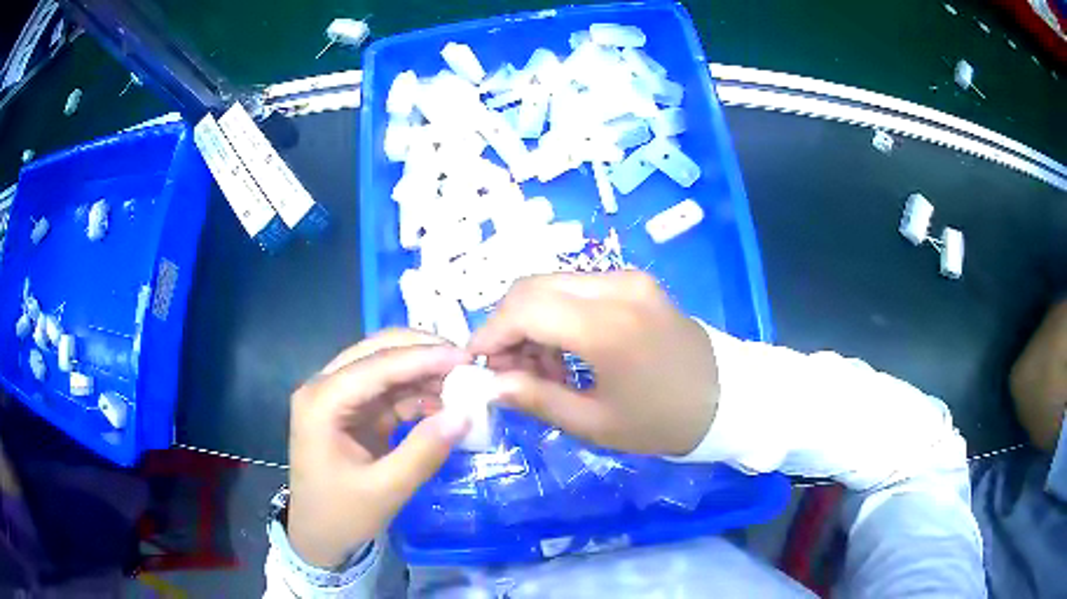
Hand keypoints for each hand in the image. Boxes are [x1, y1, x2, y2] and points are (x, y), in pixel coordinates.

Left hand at [287, 330, 469, 568]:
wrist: (318, 537)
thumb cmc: (341, 516)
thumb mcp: (384, 491)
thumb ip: (423, 452)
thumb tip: (464, 416)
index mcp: (321, 403)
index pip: (375, 366)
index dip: (421, 358)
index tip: (465, 358)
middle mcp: (325, 388)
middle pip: (376, 352)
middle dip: (422, 352)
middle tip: (466, 361)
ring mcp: (338, 397)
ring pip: (384, 367)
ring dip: (422, 372)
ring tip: (463, 383)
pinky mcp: (352, 411)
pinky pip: (388, 391)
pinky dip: (416, 393)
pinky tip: (444, 403)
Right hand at [469, 271, 718, 456]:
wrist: (725, 397)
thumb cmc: (662, 421)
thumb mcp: (595, 424)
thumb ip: (536, 399)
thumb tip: (490, 385)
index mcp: (608, 327)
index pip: (525, 309)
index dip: (490, 334)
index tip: (477, 364)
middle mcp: (616, 288)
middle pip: (532, 288)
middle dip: (507, 326)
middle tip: (507, 370)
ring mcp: (628, 278)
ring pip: (552, 285)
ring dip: (532, 321)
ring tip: (541, 369)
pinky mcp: (635, 281)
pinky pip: (577, 288)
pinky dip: (557, 314)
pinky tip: (566, 351)